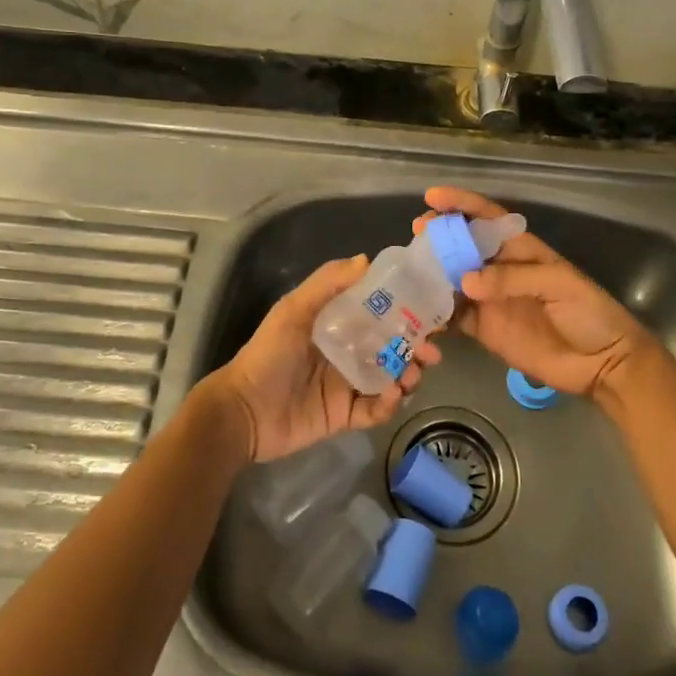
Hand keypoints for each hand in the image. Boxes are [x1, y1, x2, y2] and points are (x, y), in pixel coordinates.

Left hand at [210, 256, 440, 463]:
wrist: (244, 412)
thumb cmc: (268, 355)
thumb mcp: (293, 311)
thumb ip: (326, 284)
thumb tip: (366, 259)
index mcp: (337, 325)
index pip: (378, 313)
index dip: (405, 310)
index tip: (428, 309)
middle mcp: (348, 352)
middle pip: (392, 346)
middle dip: (416, 347)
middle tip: (432, 350)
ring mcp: (348, 385)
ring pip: (391, 378)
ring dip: (408, 374)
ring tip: (412, 374)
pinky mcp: (346, 416)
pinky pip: (376, 410)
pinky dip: (389, 404)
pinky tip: (392, 395)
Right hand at [414, 187, 660, 405]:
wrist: (603, 364)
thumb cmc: (589, 313)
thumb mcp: (559, 285)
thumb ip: (512, 279)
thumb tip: (465, 282)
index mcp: (521, 249)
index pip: (486, 218)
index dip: (461, 204)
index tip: (432, 197)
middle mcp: (500, 269)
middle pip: (461, 246)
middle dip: (437, 236)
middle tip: (416, 234)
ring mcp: (489, 300)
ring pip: (451, 280)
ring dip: (430, 273)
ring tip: (407, 271)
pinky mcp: (484, 330)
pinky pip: (453, 318)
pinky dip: (433, 315)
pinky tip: (415, 312)